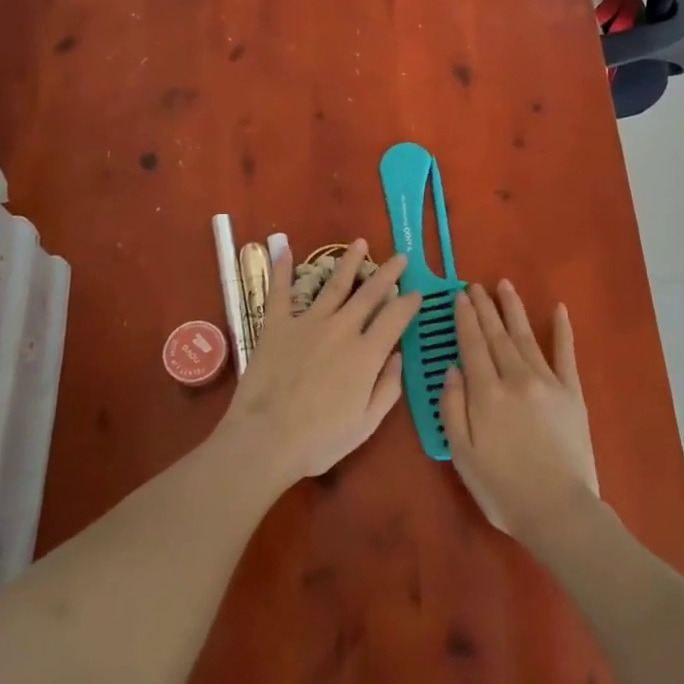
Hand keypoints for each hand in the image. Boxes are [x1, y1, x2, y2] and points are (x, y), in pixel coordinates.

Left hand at [216, 241, 420, 484]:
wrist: (266, 439)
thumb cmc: (320, 439)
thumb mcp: (367, 423)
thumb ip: (388, 387)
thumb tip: (399, 356)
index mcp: (367, 353)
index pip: (395, 318)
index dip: (409, 303)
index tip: (417, 293)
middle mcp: (342, 328)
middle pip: (370, 293)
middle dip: (388, 273)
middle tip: (400, 257)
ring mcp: (308, 322)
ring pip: (334, 284)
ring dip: (349, 262)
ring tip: (361, 244)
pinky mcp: (277, 325)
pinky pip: (280, 291)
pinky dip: (281, 269)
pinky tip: (283, 249)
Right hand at [439, 281, 599, 549]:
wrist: (559, 510)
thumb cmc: (502, 489)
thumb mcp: (463, 455)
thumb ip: (453, 408)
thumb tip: (452, 369)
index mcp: (486, 393)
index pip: (473, 345)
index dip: (465, 319)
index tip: (460, 296)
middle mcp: (516, 378)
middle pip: (497, 335)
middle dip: (485, 308)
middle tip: (476, 285)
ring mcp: (548, 382)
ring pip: (526, 336)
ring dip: (513, 310)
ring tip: (505, 286)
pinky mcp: (572, 392)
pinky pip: (566, 354)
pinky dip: (562, 330)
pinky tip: (559, 309)